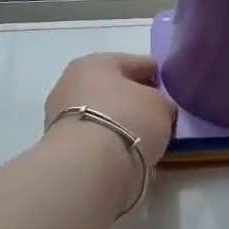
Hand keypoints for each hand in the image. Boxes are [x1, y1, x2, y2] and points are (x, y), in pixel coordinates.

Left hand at [43, 54, 176, 200]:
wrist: (89, 165)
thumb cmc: (128, 119)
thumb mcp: (161, 105)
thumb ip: (161, 101)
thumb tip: (156, 109)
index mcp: (96, 62)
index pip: (135, 62)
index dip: (155, 73)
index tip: (169, 86)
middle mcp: (72, 81)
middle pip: (112, 87)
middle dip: (133, 97)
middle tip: (156, 112)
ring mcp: (60, 114)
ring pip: (101, 112)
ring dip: (119, 120)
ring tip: (142, 134)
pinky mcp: (60, 144)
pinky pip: (94, 134)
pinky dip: (108, 139)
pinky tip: (125, 148)